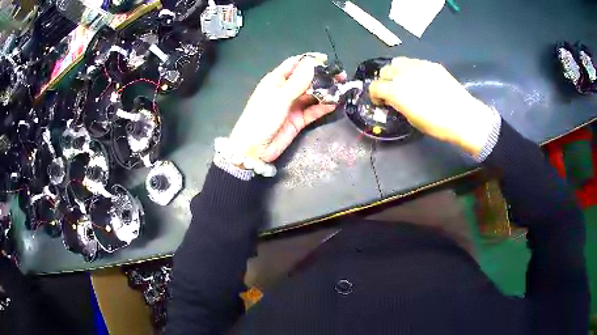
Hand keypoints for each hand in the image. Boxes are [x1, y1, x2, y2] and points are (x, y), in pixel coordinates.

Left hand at [228, 53, 344, 162]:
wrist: (254, 150)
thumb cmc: (261, 119)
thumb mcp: (279, 98)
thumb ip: (297, 82)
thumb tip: (311, 63)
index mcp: (275, 80)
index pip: (294, 64)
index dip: (310, 61)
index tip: (327, 60)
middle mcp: (285, 90)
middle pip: (307, 79)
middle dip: (323, 77)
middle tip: (341, 77)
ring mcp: (293, 106)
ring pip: (312, 95)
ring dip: (326, 92)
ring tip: (342, 89)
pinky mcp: (298, 120)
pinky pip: (313, 110)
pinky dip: (323, 107)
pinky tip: (335, 103)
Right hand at [369, 57, 496, 155]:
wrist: (462, 115)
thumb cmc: (436, 124)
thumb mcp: (411, 118)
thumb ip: (398, 104)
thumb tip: (395, 99)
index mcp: (395, 90)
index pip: (375, 86)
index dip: (374, 95)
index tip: (380, 102)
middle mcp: (402, 73)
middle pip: (384, 70)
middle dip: (384, 80)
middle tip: (391, 90)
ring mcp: (417, 65)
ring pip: (398, 62)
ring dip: (396, 71)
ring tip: (404, 80)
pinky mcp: (430, 64)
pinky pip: (415, 62)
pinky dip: (412, 69)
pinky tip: (421, 79)